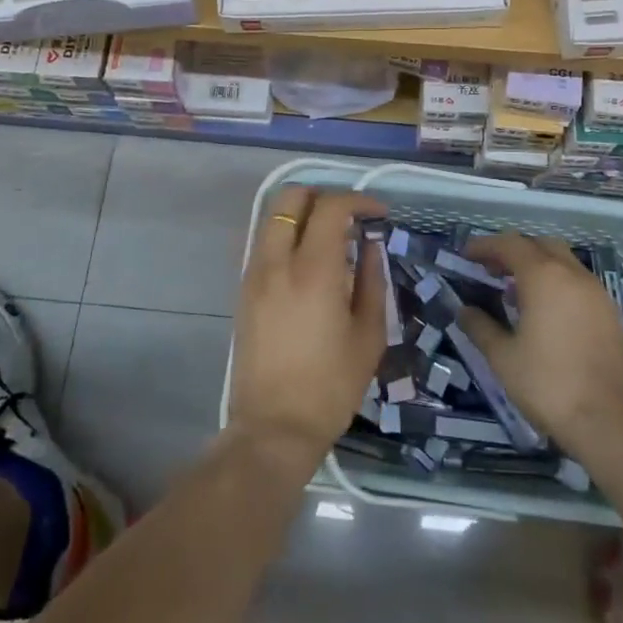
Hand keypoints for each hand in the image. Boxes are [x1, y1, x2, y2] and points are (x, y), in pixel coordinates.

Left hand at [228, 188, 385, 469]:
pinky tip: (308, 263)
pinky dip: (287, 235)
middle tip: (349, 217)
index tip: (378, 213)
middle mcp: (277, 261)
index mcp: (313, 270)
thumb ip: (372, 280)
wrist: (273, 427)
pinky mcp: (243, 289)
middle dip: (323, 195)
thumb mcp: (368, 335)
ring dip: (302, 214)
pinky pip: (264, 242)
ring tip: (330, 238)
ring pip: (272, 217)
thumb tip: (371, 245)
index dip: (359, 200)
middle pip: (291, 197)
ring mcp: (254, 273)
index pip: (331, 207)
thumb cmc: (330, 386)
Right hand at [456, 232, 622, 453]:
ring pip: (562, 261)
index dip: (485, 246)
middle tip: (490, 268)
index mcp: (544, 277)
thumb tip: (464, 311)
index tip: (465, 255)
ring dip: (536, 264)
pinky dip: (556, 281)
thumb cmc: (548, 384)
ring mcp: (596, 292)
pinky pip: (577, 281)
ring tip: (513, 289)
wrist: (609, 421)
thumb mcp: (503, 357)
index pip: (510, 244)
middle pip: (539, 244)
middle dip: (513, 250)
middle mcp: (573, 274)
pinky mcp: (609, 312)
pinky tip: (543, 310)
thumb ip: (480, 327)